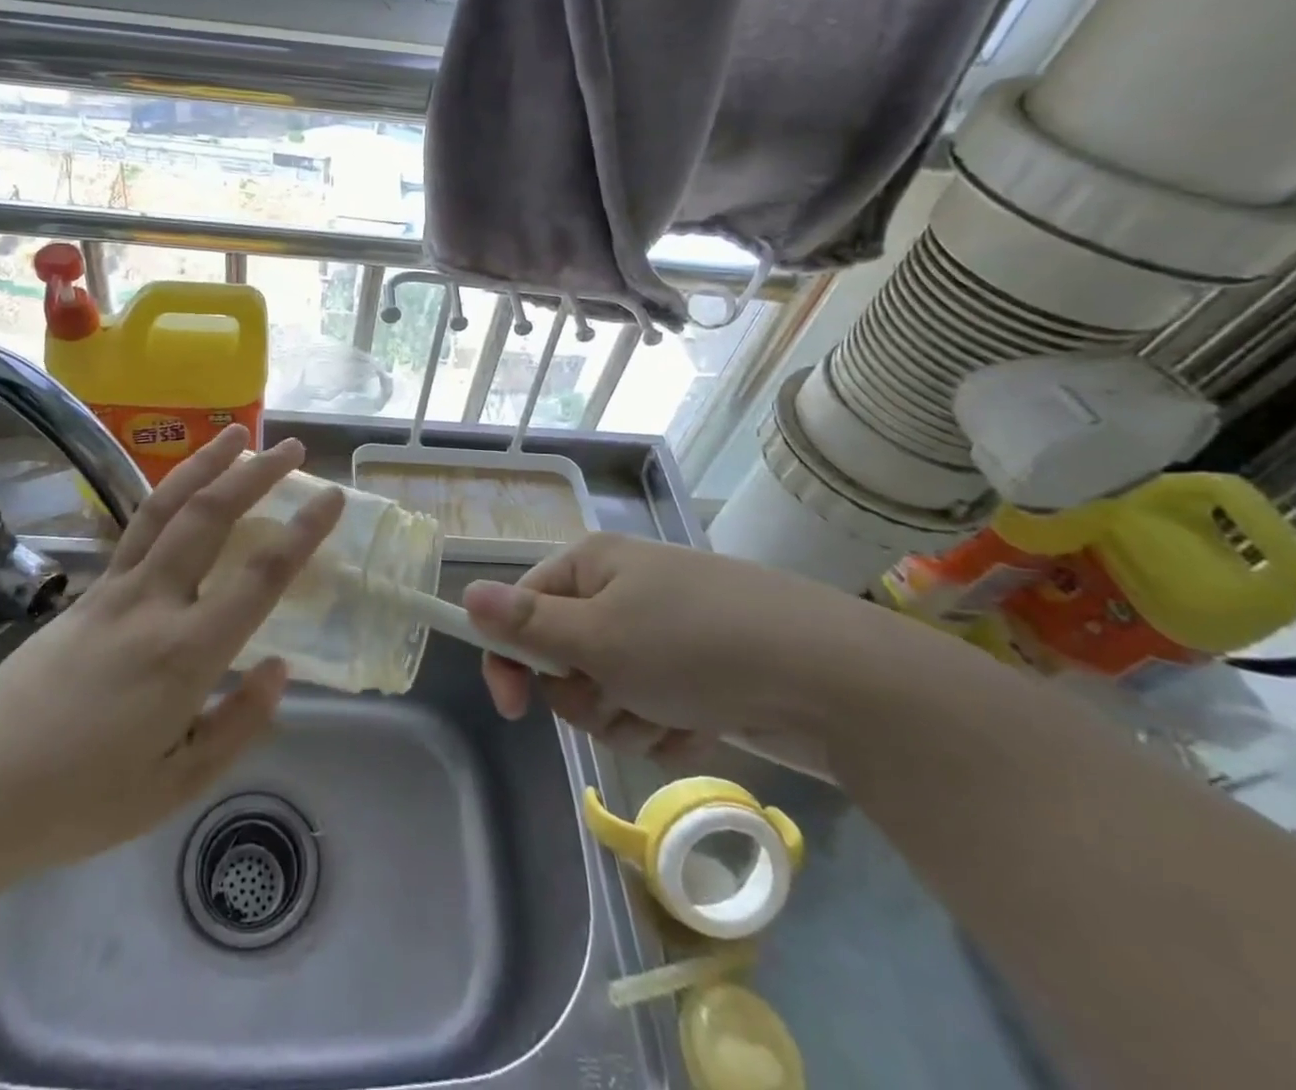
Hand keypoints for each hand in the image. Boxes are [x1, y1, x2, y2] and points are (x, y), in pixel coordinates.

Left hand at [0, 427, 343, 898]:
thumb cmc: (76, 803)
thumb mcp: (172, 787)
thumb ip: (236, 726)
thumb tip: (279, 668)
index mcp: (183, 655)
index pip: (259, 578)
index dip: (302, 532)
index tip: (331, 496)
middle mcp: (151, 605)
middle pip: (210, 517)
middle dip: (256, 475)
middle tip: (293, 447)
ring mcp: (112, 590)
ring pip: (167, 508)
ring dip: (206, 465)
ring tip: (237, 436)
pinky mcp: (85, 592)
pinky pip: (137, 528)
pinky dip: (169, 495)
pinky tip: (182, 490)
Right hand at [461, 532, 906, 767]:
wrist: (830, 680)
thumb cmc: (695, 644)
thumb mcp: (599, 636)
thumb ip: (527, 625)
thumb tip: (465, 596)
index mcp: (593, 566)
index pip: (522, 607)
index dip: (511, 656)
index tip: (513, 708)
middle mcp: (622, 592)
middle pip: (564, 656)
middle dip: (585, 694)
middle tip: (619, 697)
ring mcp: (663, 634)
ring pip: (607, 693)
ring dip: (628, 718)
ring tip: (670, 715)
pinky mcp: (697, 674)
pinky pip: (652, 712)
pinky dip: (668, 729)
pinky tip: (701, 725)